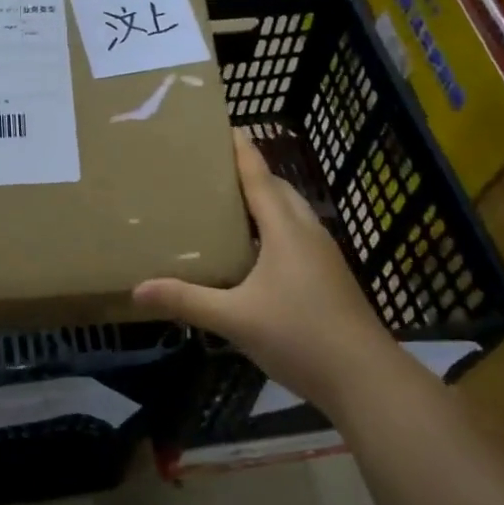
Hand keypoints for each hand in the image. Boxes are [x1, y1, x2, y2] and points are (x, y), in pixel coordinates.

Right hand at [134, 130, 388, 414]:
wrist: (366, 379)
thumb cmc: (299, 336)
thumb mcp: (235, 319)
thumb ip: (187, 301)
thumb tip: (137, 290)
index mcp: (285, 230)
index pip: (259, 177)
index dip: (242, 150)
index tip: (224, 125)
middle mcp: (307, 232)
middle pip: (279, 189)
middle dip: (251, 173)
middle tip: (214, 169)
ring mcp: (324, 255)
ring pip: (292, 213)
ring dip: (266, 200)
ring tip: (230, 204)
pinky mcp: (331, 276)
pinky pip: (298, 235)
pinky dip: (275, 227)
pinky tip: (256, 251)